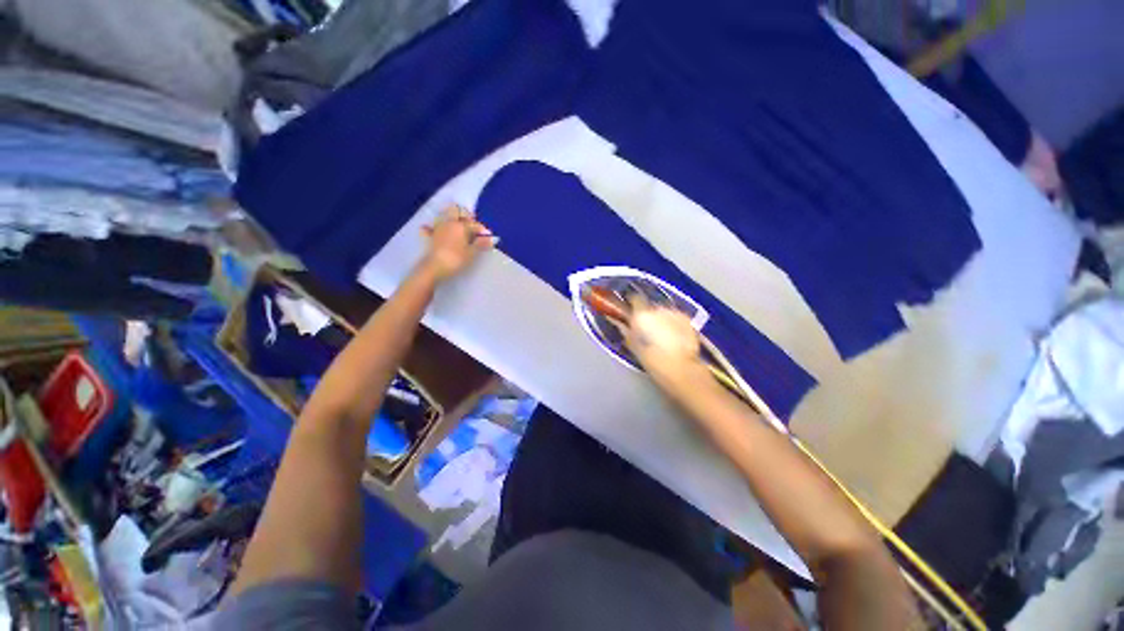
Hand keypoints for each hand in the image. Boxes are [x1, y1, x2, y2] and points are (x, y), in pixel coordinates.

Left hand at [420, 205, 497, 281]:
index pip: (475, 224)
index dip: (482, 230)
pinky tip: (430, 229)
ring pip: (444, 216)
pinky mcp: (430, 236)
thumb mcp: (472, 252)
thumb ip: (481, 243)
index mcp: (461, 226)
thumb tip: (491, 239)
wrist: (435, 267)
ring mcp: (438, 228)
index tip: (488, 237)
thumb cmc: (456, 259)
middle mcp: (449, 223)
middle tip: (471, 226)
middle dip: (464, 216)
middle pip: (456, 211)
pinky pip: (428, 228)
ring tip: (456, 227)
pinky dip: (430, 228)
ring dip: (450, 218)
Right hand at [620, 295, 709, 390]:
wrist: (680, 368)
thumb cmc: (652, 360)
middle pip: (650, 306)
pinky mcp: (686, 319)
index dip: (633, 304)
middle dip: (649, 315)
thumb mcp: (634, 346)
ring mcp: (673, 313)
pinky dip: (674, 323)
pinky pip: (676, 317)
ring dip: (662, 319)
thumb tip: (624, 325)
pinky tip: (674, 336)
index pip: (635, 299)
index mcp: (641, 314)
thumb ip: (627, 331)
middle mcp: (657, 309)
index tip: (631, 311)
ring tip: (662, 335)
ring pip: (664, 311)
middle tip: (647, 330)